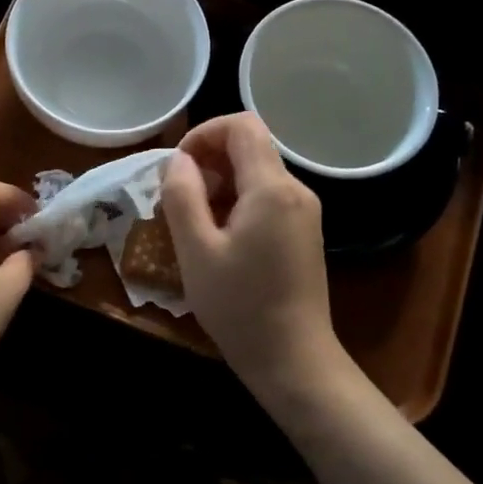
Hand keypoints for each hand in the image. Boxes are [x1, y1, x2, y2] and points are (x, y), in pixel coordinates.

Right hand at [163, 114, 346, 397]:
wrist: (293, 358)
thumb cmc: (239, 306)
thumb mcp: (196, 251)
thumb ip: (182, 196)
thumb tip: (179, 160)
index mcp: (272, 188)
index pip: (243, 125)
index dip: (204, 133)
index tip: (178, 166)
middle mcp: (296, 191)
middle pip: (250, 148)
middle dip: (208, 162)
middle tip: (179, 201)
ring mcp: (304, 212)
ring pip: (257, 174)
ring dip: (220, 186)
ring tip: (194, 226)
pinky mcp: (304, 232)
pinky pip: (267, 198)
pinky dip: (238, 204)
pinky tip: (219, 240)